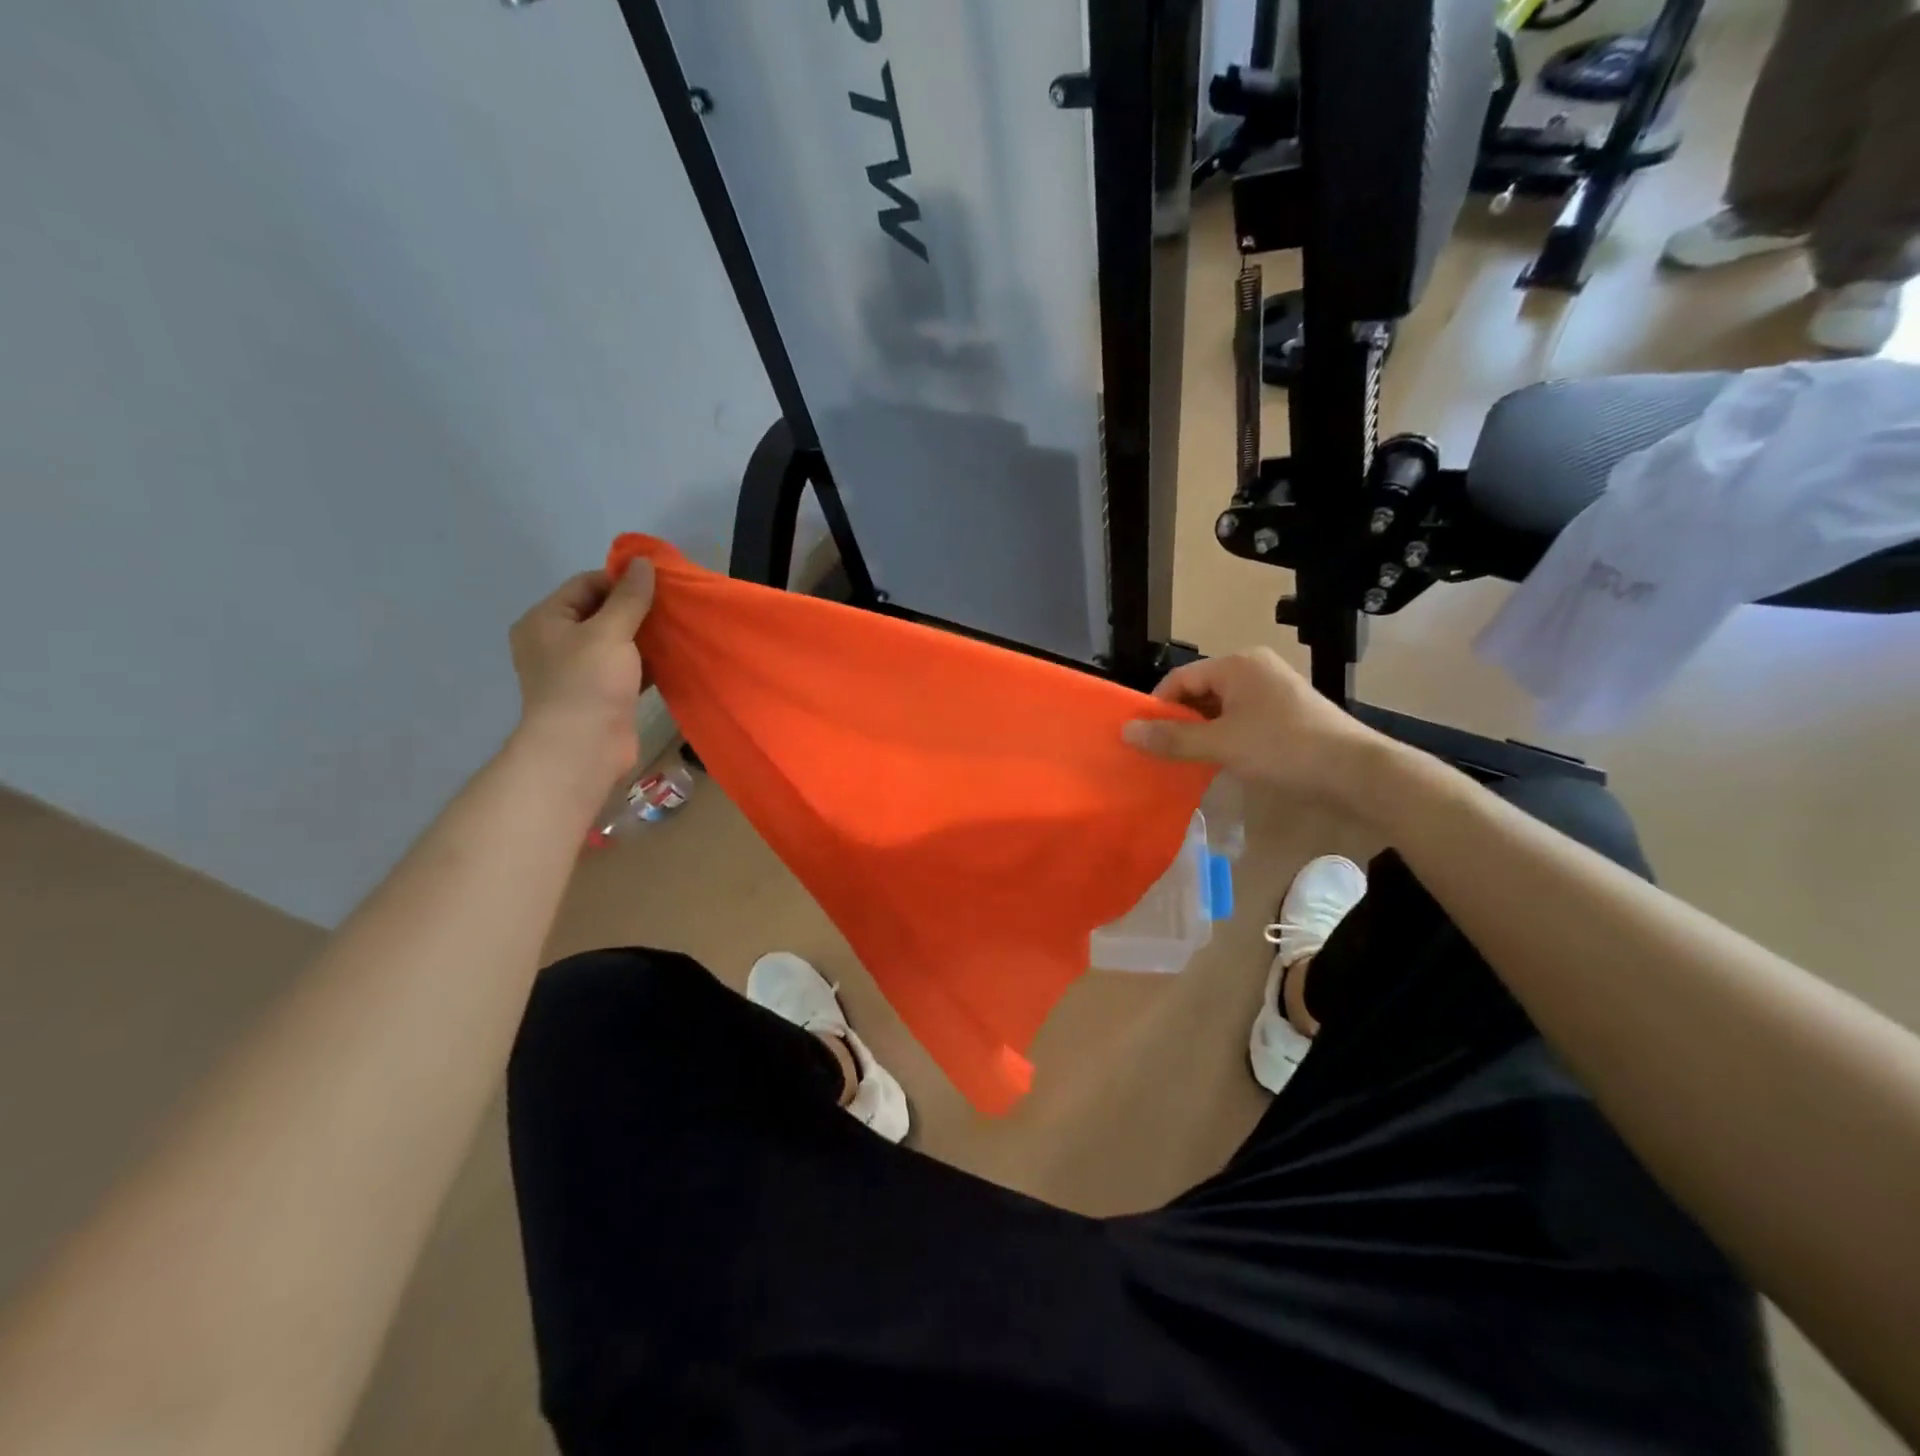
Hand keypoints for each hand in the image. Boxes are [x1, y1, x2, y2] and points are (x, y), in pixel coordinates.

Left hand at [507, 560, 654, 784]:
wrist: (582, 749)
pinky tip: (673, 657)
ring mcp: (578, 671)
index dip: (621, 581)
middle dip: (637, 609)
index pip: (586, 584)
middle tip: (673, 606)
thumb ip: (629, 597)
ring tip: (678, 629)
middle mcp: (556, 642)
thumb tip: (642, 562)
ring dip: (645, 636)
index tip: (659, 585)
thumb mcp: (610, 632)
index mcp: (546, 620)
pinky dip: (647, 662)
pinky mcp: (600, 694)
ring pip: (616, 642)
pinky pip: (626, 667)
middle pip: (601, 612)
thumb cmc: (589, 683)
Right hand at [1123, 648, 1390, 813]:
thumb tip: (1126, 732)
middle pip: (1200, 692)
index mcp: (1237, 664)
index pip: (1180, 678)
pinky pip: (1241, 719)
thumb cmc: (1283, 748)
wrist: (1355, 772)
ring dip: (1202, 733)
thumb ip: (1172, 738)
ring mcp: (1274, 690)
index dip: (1158, 707)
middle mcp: (1254, 668)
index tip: (1143, 738)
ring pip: (1221, 708)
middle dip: (1179, 721)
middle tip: (1161, 753)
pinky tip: (1220, 761)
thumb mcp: (1221, 744)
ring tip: (1186, 761)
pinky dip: (1225, 737)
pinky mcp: (1287, 713)